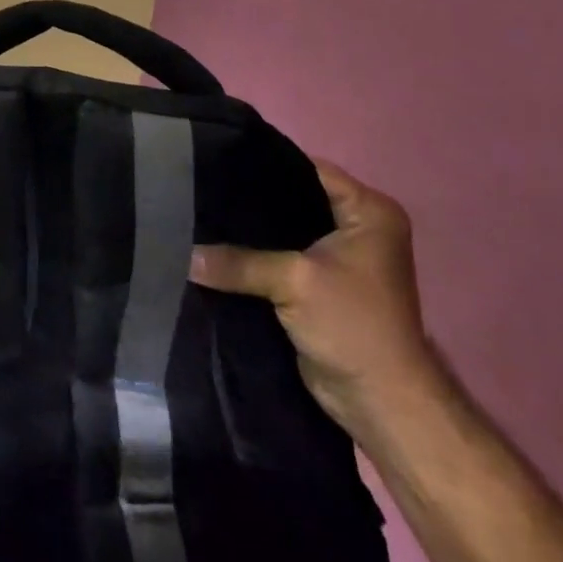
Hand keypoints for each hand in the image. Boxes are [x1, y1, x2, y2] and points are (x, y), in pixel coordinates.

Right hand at [189, 158, 440, 437]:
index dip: (262, 164)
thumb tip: (182, 254)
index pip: (306, 168)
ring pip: (281, 230)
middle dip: (248, 198)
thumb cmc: (353, 325)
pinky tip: (214, 247)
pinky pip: (277, 256)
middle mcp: (356, 227)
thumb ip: (236, 261)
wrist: (380, 401)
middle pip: (291, 198)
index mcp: (369, 211)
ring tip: (199, 215)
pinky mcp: (318, 283)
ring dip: (247, 232)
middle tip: (200, 188)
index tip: (215, 160)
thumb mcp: (293, 281)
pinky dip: (251, 256)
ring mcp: (338, 257)